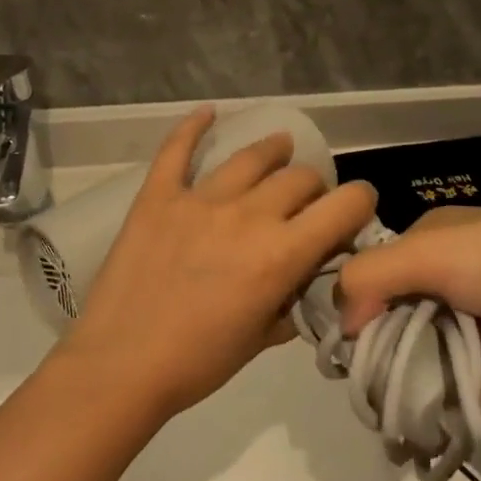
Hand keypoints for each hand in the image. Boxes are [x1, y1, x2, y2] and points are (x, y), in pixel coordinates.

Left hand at [61, 107, 377, 417]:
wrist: (119, 368)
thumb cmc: (197, 363)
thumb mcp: (262, 339)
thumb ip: (291, 301)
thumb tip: (304, 280)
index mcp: (282, 254)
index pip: (344, 205)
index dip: (360, 202)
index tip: (356, 208)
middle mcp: (248, 215)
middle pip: (300, 177)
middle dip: (314, 188)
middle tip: (306, 202)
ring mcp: (200, 200)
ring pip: (251, 157)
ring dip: (273, 150)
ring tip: (280, 146)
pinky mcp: (159, 196)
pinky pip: (177, 150)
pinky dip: (193, 127)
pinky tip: (207, 112)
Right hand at [337, 209, 480, 411]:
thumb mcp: (424, 251)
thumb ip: (370, 277)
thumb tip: (344, 323)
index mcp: (429, 243)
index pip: (377, 274)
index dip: (358, 305)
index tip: (342, 342)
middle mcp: (446, 281)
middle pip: (397, 320)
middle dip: (380, 355)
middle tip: (363, 389)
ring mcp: (471, 325)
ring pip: (425, 359)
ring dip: (407, 389)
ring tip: (385, 422)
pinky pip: (458, 390)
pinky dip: (441, 414)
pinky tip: (417, 439)